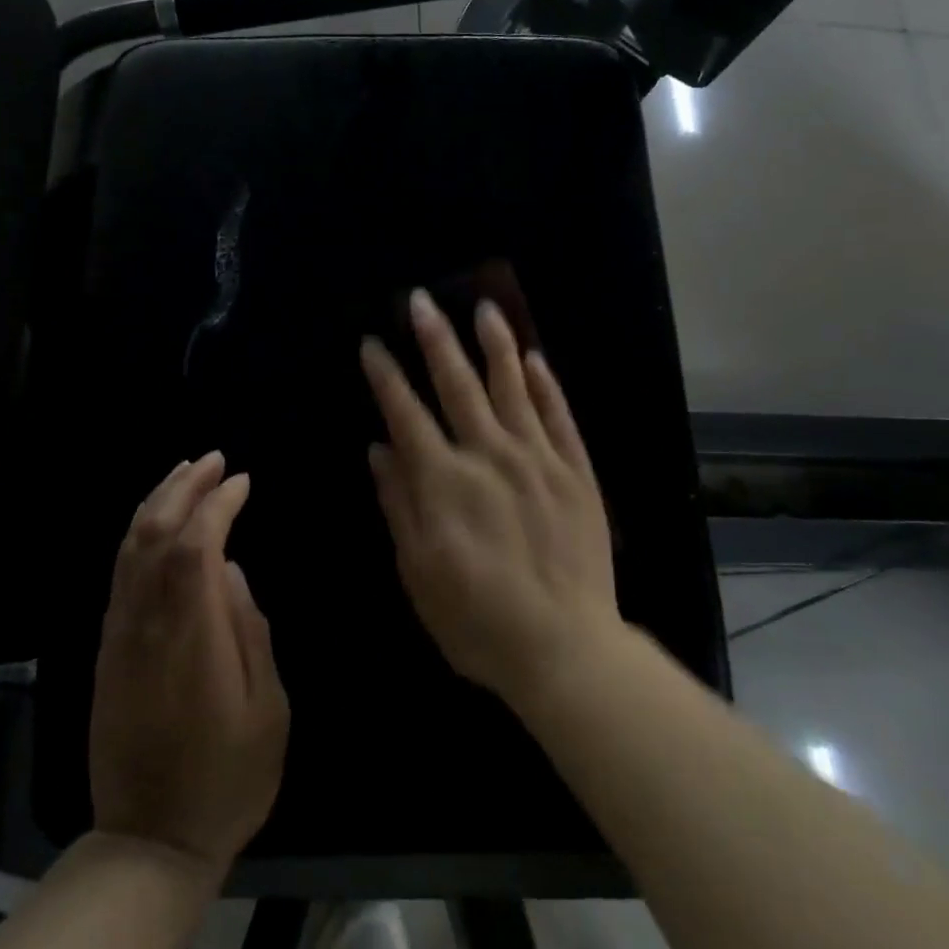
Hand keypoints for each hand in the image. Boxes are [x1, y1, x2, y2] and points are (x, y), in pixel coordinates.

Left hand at [89, 452, 288, 871]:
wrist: (149, 841)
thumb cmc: (226, 778)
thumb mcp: (266, 709)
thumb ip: (250, 631)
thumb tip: (230, 573)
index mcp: (189, 633)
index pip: (194, 544)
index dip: (216, 504)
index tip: (242, 482)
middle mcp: (145, 622)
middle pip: (153, 533)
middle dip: (182, 487)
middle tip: (213, 459)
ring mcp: (120, 635)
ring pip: (129, 549)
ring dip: (156, 502)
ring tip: (185, 473)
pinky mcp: (108, 650)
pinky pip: (119, 574)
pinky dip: (137, 534)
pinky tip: (156, 523)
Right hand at [360, 289, 621, 710]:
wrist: (565, 648)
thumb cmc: (478, 619)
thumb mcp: (419, 572)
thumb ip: (400, 504)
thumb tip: (379, 449)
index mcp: (444, 480)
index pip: (406, 413)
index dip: (386, 376)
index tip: (372, 343)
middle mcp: (488, 455)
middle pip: (457, 384)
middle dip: (435, 339)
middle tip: (420, 300)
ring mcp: (537, 459)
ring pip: (512, 387)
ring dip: (495, 344)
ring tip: (484, 307)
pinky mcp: (575, 472)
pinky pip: (559, 417)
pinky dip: (546, 385)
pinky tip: (535, 358)